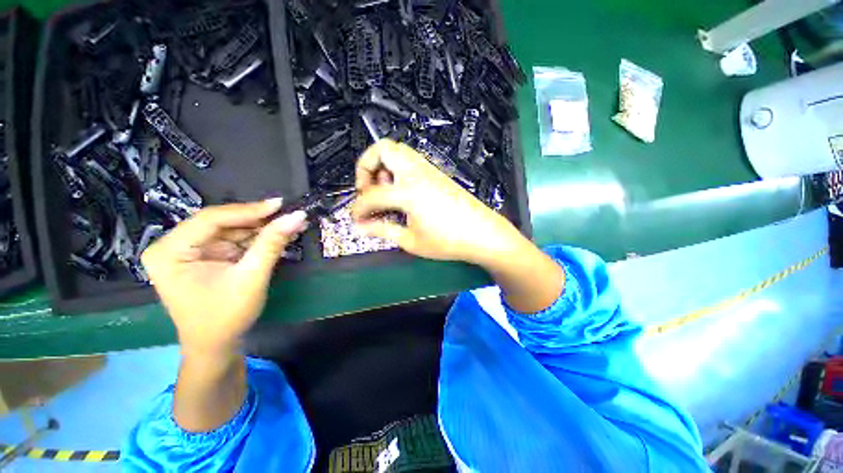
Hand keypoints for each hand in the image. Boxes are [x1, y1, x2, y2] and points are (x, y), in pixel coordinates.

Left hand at [141, 200, 306, 354]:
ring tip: (291, 225)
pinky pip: (235, 242)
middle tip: (290, 216)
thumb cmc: (225, 316)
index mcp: (170, 251)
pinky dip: (258, 240)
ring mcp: (192, 252)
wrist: (217, 346)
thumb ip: (272, 244)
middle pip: (222, 223)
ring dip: (262, 230)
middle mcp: (176, 246)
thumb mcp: (251, 277)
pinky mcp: (208, 258)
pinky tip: (279, 236)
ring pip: (232, 231)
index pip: (211, 219)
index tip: (280, 204)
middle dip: (258, 221)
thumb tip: (297, 216)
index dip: (248, 210)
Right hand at [352, 139, 522, 263]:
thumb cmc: (448, 241)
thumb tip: (361, 226)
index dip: (358, 208)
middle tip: (368, 191)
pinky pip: (410, 161)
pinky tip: (402, 193)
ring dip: (383, 167)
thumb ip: (383, 230)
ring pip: (398, 151)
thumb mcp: (411, 241)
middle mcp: (417, 173)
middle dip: (366, 167)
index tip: (356, 219)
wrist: (483, 234)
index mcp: (408, 191)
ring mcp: (428, 170)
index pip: (372, 194)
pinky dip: (397, 170)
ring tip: (385, 192)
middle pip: (383, 149)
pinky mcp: (436, 174)